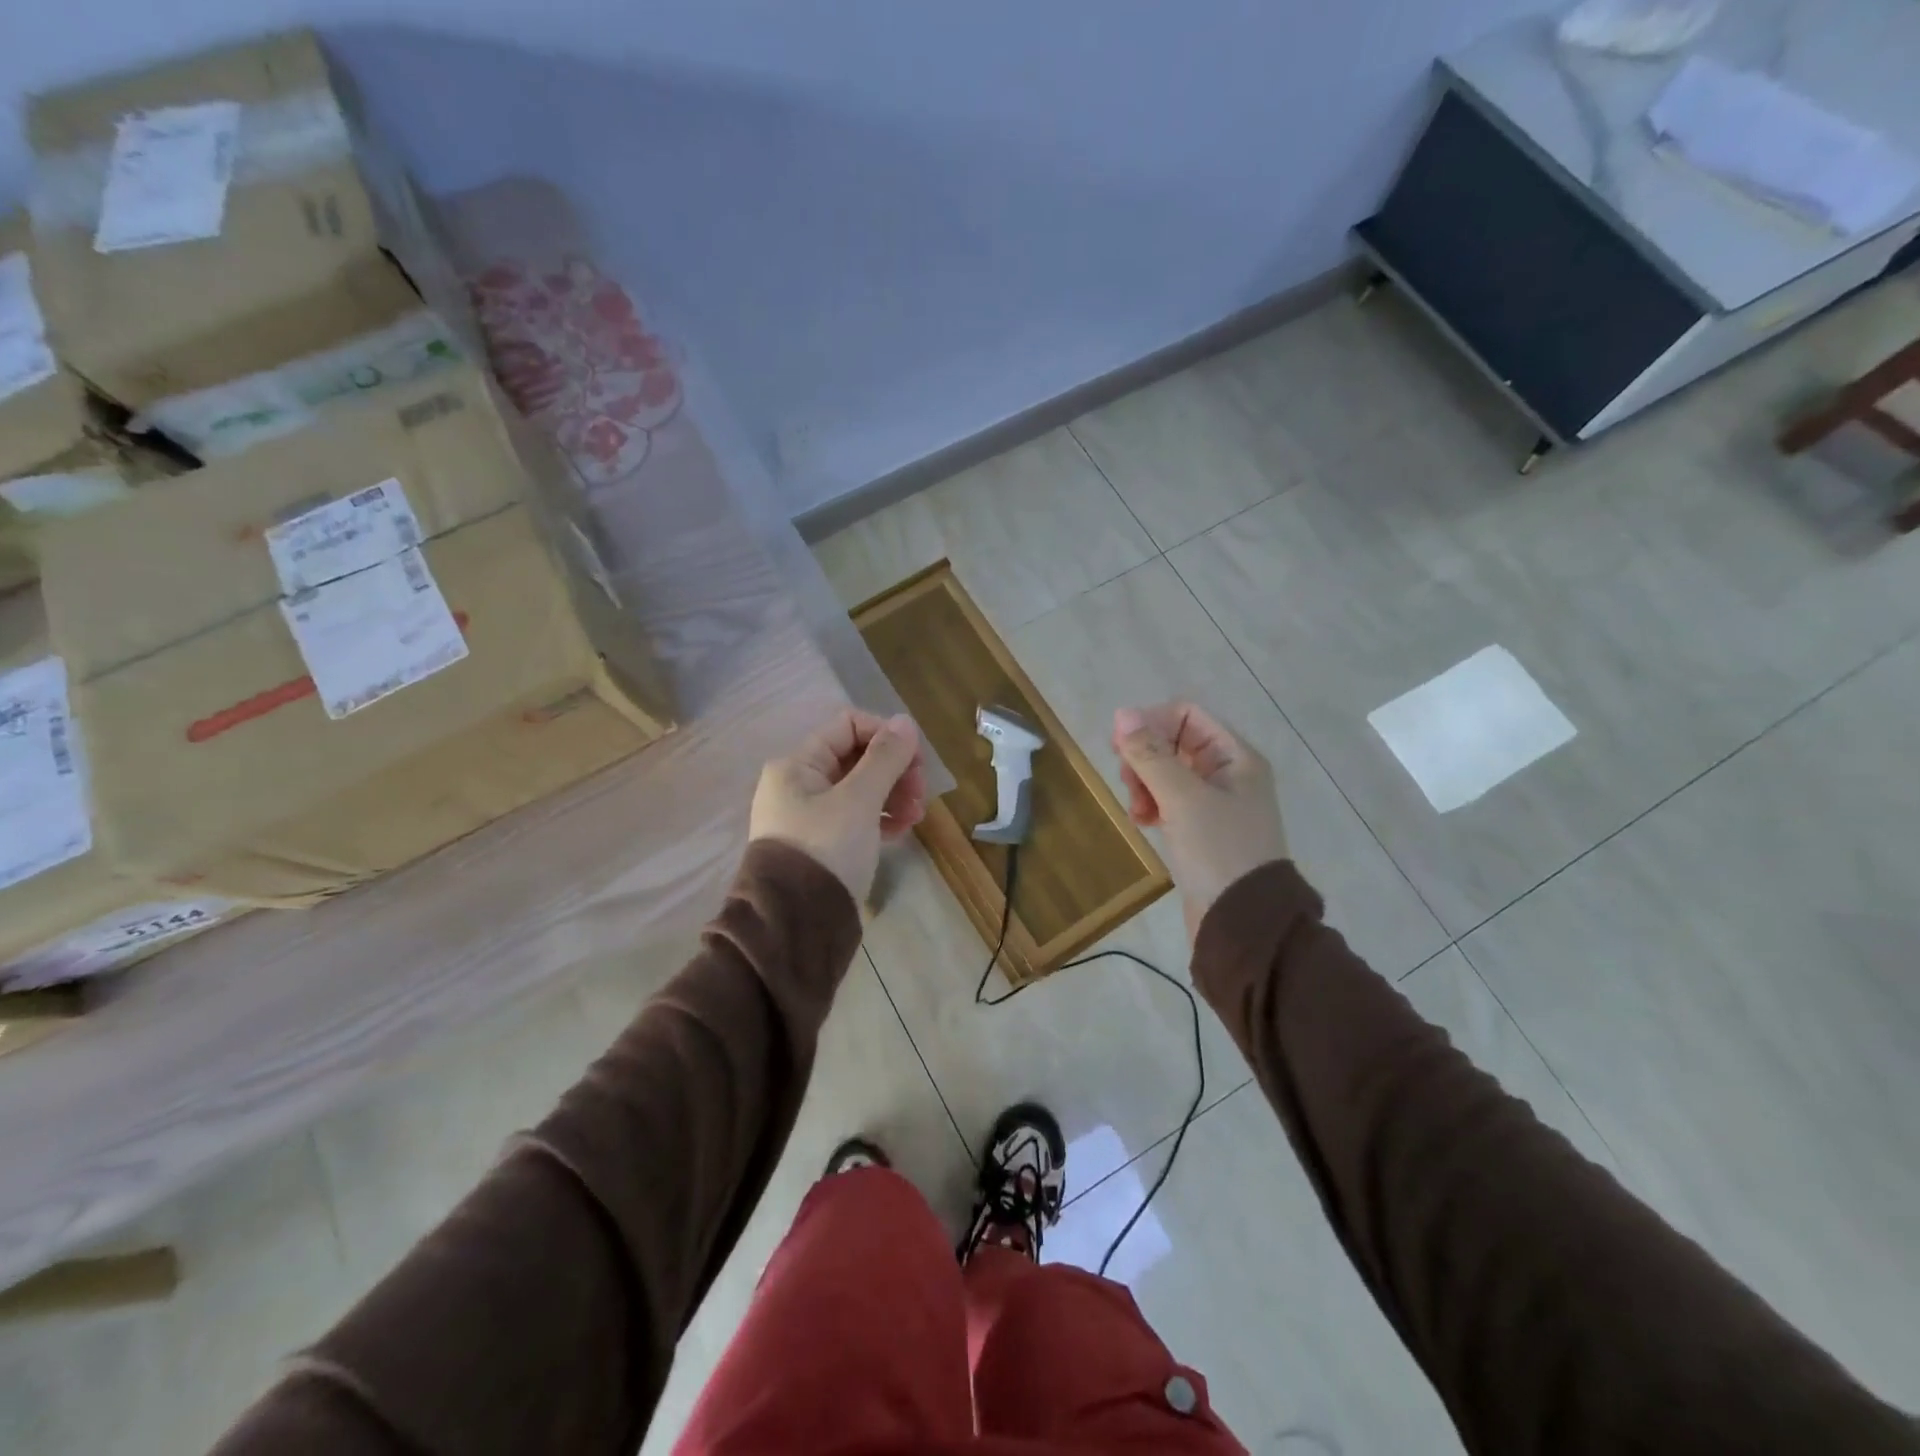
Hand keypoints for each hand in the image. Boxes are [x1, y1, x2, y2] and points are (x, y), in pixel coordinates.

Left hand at [749, 709, 927, 900]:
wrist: (796, 924)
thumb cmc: (827, 850)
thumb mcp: (859, 800)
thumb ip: (884, 758)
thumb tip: (905, 721)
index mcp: (798, 764)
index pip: (848, 725)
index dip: (886, 735)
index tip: (915, 759)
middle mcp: (799, 784)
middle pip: (857, 757)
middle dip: (894, 770)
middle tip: (920, 792)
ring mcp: (810, 815)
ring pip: (861, 789)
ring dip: (893, 794)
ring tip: (915, 816)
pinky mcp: (823, 843)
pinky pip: (857, 817)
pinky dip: (881, 818)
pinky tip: (901, 831)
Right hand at [1112, 702, 1287, 939]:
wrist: (1243, 923)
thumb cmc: (1218, 851)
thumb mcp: (1182, 798)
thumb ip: (1151, 755)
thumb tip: (1123, 714)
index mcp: (1235, 757)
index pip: (1186, 715)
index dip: (1150, 723)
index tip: (1121, 748)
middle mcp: (1228, 773)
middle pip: (1174, 742)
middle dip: (1145, 757)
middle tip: (1127, 782)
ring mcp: (1215, 803)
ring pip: (1167, 773)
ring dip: (1144, 783)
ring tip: (1137, 810)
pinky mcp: (1202, 829)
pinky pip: (1169, 801)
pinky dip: (1152, 805)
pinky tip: (1143, 822)